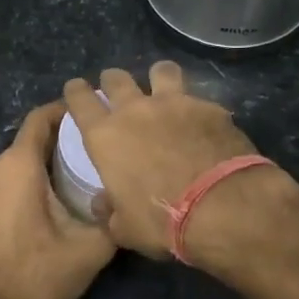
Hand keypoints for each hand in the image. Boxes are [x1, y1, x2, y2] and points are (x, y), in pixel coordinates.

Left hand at [0, 101, 115, 298]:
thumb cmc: (35, 276)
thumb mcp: (90, 249)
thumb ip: (113, 218)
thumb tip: (129, 202)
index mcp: (17, 165)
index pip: (41, 118)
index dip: (66, 111)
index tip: (92, 117)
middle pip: (29, 143)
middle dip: (59, 146)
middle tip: (92, 158)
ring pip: (13, 167)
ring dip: (39, 170)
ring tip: (71, 186)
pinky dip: (19, 189)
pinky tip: (39, 213)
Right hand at [62, 62, 271, 260]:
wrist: (222, 206)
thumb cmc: (162, 220)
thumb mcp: (125, 229)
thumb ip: (108, 211)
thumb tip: (103, 203)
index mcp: (106, 136)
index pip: (80, 100)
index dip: (76, 91)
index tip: (76, 88)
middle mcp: (136, 110)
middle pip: (117, 78)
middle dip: (113, 81)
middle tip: (117, 90)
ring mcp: (175, 103)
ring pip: (161, 70)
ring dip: (158, 77)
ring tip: (163, 88)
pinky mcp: (209, 107)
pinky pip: (198, 98)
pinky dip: (197, 108)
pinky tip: (205, 123)